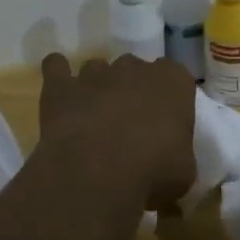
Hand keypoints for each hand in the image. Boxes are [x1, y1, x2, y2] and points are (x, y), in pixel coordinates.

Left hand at [38, 54, 196, 211]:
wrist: (99, 171)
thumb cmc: (153, 171)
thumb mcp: (183, 174)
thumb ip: (178, 158)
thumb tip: (169, 167)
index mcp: (173, 81)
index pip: (176, 77)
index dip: (169, 98)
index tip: (165, 123)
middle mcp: (134, 68)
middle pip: (135, 69)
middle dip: (132, 90)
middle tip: (130, 124)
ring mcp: (95, 72)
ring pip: (98, 68)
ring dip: (97, 87)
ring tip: (94, 118)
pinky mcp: (61, 85)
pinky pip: (56, 66)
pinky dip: (57, 74)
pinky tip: (60, 93)